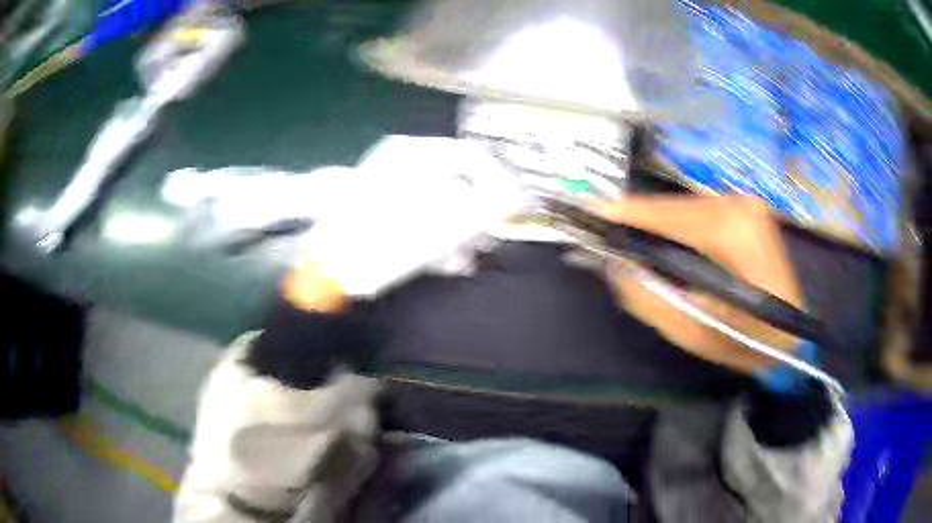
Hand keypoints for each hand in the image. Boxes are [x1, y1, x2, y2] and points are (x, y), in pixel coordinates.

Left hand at [283, 137, 523, 311]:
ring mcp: (387, 187)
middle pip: (456, 181)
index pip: (473, 156)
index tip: (514, 210)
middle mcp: (402, 162)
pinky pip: (418, 218)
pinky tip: (449, 262)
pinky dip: (436, 237)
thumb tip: (518, 197)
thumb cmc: (391, 238)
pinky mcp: (378, 214)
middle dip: (479, 213)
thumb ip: (490, 205)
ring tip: (471, 257)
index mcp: (417, 152)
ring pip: (438, 203)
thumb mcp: (448, 220)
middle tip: (491, 239)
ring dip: (460, 230)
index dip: (501, 182)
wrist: (329, 268)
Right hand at [599, 196, 803, 373]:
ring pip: (686, 206)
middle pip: (674, 206)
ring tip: (637, 243)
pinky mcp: (748, 209)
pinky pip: (701, 211)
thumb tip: (614, 265)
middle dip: (641, 221)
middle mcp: (738, 205)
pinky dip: (680, 225)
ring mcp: (747, 203)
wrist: (793, 335)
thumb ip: (648, 298)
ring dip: (660, 224)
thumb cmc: (746, 341)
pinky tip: (670, 243)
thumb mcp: (692, 332)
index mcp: (730, 233)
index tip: (591, 215)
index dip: (626, 213)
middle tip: (612, 239)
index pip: (666, 214)